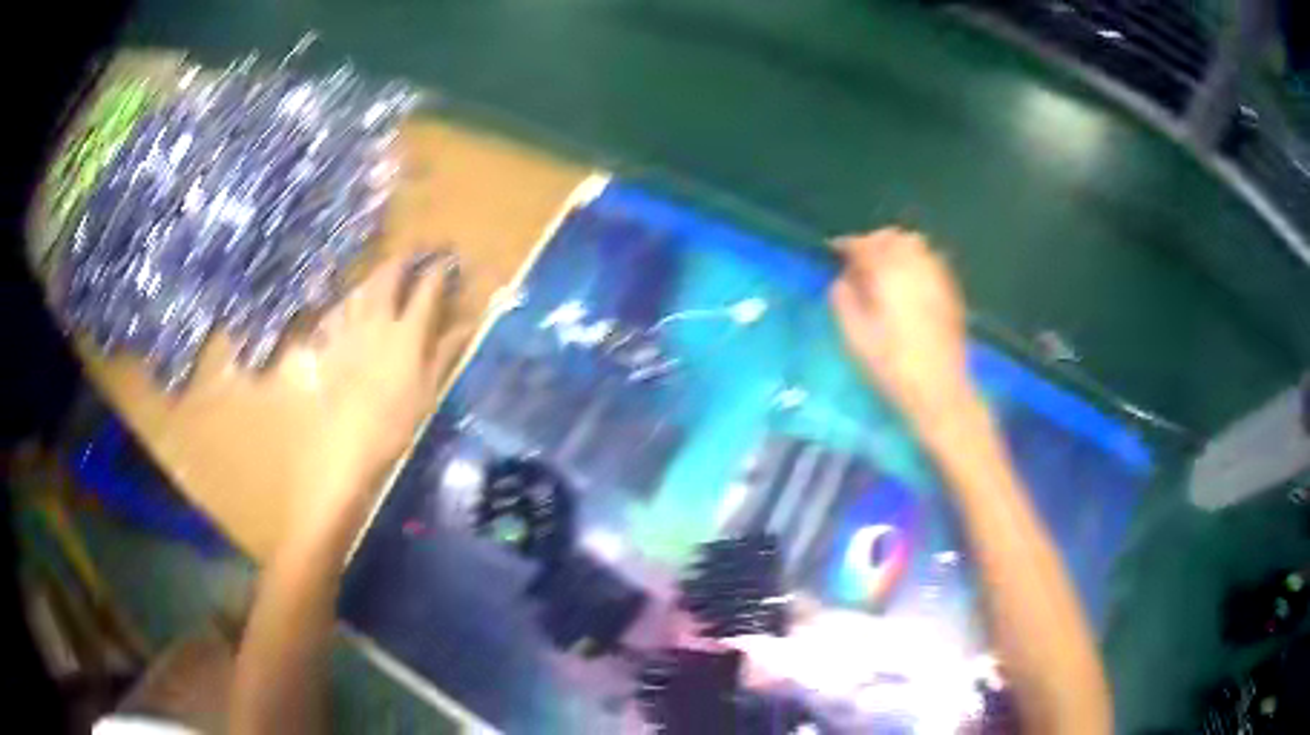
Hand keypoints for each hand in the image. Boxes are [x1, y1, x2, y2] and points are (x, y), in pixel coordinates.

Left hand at [279, 252, 466, 540]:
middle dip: (401, 261)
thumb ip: (444, 352)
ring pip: (359, 289)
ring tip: (381, 275)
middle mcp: (376, 321)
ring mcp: (348, 331)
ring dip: (373, 277)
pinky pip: (337, 312)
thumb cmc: (395, 422)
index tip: (446, 261)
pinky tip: (348, 307)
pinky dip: (347, 303)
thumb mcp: (427, 390)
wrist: (346, 444)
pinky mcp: (328, 345)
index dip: (438, 272)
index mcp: (406, 333)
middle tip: (411, 254)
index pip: (426, 291)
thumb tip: (468, 324)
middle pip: (387, 277)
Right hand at [830, 228, 971, 422]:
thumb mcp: (857, 337)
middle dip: (872, 243)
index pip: (863, 245)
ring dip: (895, 248)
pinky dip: (914, 261)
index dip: (845, 245)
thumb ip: (844, 300)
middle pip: (891, 237)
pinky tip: (907, 282)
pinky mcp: (950, 291)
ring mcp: (937, 276)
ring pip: (914, 244)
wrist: (940, 389)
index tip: (832, 252)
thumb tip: (841, 280)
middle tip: (858, 262)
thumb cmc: (893, 366)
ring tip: (882, 269)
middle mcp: (915, 266)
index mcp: (888, 274)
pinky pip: (930, 260)